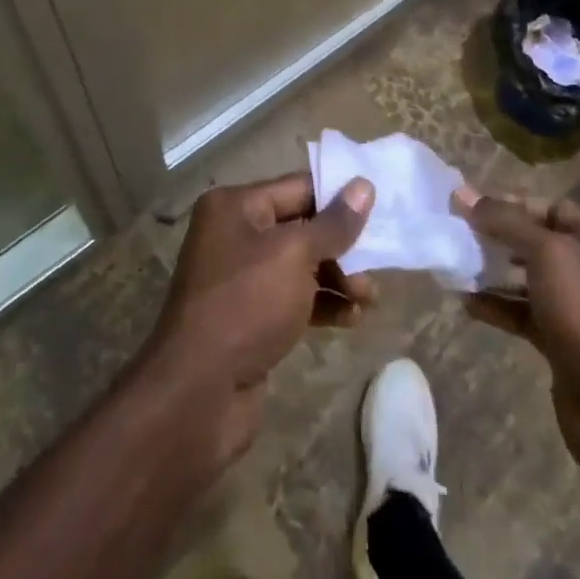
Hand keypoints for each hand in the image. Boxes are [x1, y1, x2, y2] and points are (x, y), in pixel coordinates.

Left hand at [147, 172, 374, 458]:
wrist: (198, 392)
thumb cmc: (246, 304)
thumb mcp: (295, 255)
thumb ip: (334, 223)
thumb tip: (364, 186)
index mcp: (235, 206)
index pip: (298, 187)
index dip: (339, 196)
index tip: (381, 207)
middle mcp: (235, 234)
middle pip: (302, 227)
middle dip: (342, 245)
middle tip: (377, 263)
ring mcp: (241, 278)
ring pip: (301, 266)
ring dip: (338, 278)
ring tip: (369, 298)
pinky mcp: (251, 316)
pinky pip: (294, 298)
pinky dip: (323, 304)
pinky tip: (353, 319)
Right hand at [457, 191, 579, 484]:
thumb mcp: (549, 256)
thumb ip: (507, 222)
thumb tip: (464, 193)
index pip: (552, 208)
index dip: (511, 203)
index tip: (469, 205)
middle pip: (539, 243)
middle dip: (498, 237)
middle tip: (456, 234)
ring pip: (529, 280)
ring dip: (493, 272)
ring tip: (454, 267)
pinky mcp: (565, 345)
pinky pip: (525, 315)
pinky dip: (498, 307)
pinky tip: (466, 304)